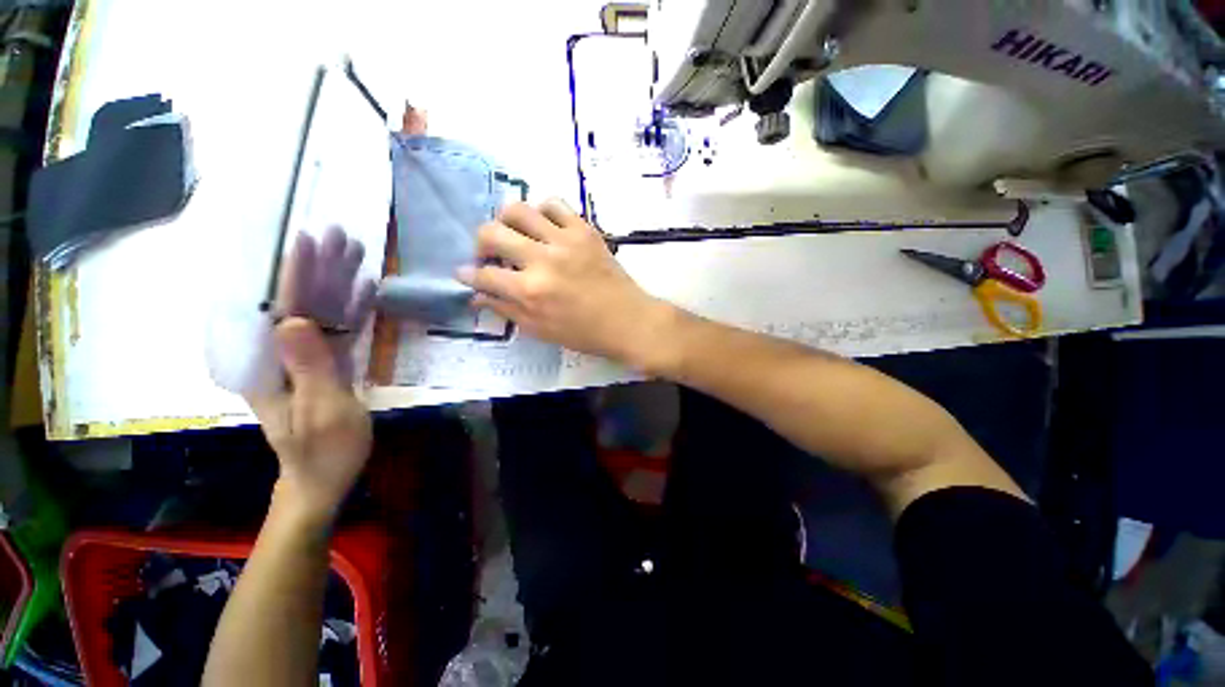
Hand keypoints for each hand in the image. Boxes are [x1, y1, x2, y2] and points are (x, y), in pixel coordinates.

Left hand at [248, 225, 376, 522]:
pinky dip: (353, 309)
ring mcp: (307, 358)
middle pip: (301, 303)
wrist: (324, 477)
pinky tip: (366, 289)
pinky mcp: (328, 365)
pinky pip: (340, 330)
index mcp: (270, 365)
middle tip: (340, 236)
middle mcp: (283, 354)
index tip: (307, 241)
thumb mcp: (320, 411)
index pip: (281, 309)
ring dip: (338, 282)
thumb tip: (293, 320)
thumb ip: (309, 367)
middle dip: (319, 268)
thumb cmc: (322, 450)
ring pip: (322, 312)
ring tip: (357, 252)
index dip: (295, 274)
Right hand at [457, 200, 672, 366]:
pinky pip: (555, 204)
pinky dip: (542, 212)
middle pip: (491, 232)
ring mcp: (565, 240)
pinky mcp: (585, 230)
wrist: (628, 320)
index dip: (469, 274)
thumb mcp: (540, 330)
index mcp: (530, 291)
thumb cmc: (585, 333)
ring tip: (514, 235)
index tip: (467, 273)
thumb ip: (506, 310)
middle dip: (480, 243)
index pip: (484, 274)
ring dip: (507, 221)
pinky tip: (543, 227)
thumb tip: (476, 295)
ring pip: (519, 209)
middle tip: (489, 254)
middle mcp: (543, 259)